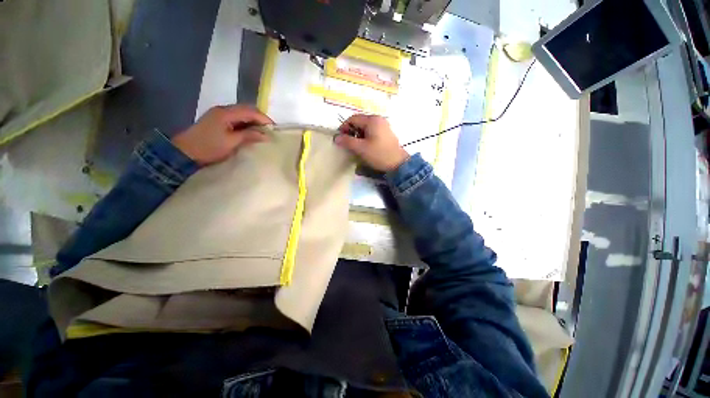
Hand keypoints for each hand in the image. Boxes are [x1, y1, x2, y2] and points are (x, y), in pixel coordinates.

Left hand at [172, 105, 272, 165]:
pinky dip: (245, 123)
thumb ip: (249, 136)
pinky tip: (250, 131)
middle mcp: (223, 110)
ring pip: (241, 114)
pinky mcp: (217, 121)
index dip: (264, 118)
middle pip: (246, 110)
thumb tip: (266, 135)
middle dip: (259, 118)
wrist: (185, 152)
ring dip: (253, 121)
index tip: (274, 128)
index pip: (250, 111)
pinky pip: (236, 118)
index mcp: (226, 113)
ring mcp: (219, 114)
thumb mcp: (232, 142)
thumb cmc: (209, 147)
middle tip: (269, 130)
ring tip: (262, 131)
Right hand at [334, 115, 408, 171]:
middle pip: (359, 122)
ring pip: (365, 127)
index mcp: (372, 120)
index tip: (340, 138)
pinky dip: (365, 137)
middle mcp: (378, 119)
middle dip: (351, 132)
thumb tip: (335, 137)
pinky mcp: (386, 133)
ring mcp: (384, 126)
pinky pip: (372, 132)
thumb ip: (347, 141)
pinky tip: (365, 147)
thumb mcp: (360, 148)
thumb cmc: (379, 154)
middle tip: (347, 143)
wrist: (398, 164)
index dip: (344, 127)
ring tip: (356, 146)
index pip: (353, 119)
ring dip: (358, 135)